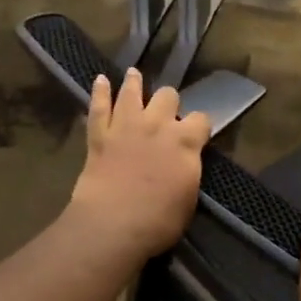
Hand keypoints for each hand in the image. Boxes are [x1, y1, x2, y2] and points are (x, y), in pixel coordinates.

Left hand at [66, 68, 211, 261]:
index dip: (200, 125)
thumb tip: (185, 164)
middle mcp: (158, 125)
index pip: (202, 120)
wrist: (113, 225)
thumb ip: (188, 172)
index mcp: (186, 142)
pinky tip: (100, 79)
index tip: (198, 134)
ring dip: (134, 83)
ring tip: (134, 74)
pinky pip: (98, 107)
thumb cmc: (159, 221)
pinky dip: (99, 92)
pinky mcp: (99, 135)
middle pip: (168, 96)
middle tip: (166, 113)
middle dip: (169, 103)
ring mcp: (126, 126)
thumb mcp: (188, 198)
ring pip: (131, 92)